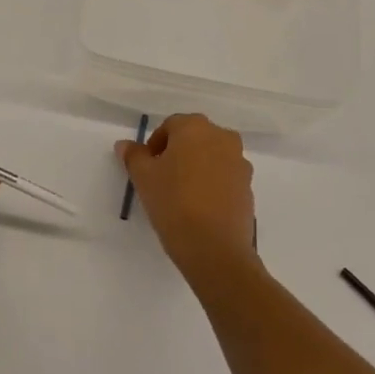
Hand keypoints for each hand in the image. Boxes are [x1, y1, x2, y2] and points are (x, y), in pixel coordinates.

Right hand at [117, 114, 256, 283]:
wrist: (215, 248)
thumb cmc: (174, 202)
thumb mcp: (143, 178)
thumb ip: (134, 156)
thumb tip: (125, 145)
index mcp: (195, 128)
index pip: (170, 125)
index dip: (155, 144)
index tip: (147, 167)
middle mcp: (222, 137)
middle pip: (194, 138)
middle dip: (177, 153)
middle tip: (162, 178)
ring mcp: (240, 163)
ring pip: (211, 157)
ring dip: (197, 167)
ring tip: (181, 194)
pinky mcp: (249, 187)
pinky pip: (225, 177)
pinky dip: (212, 184)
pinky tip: (199, 207)